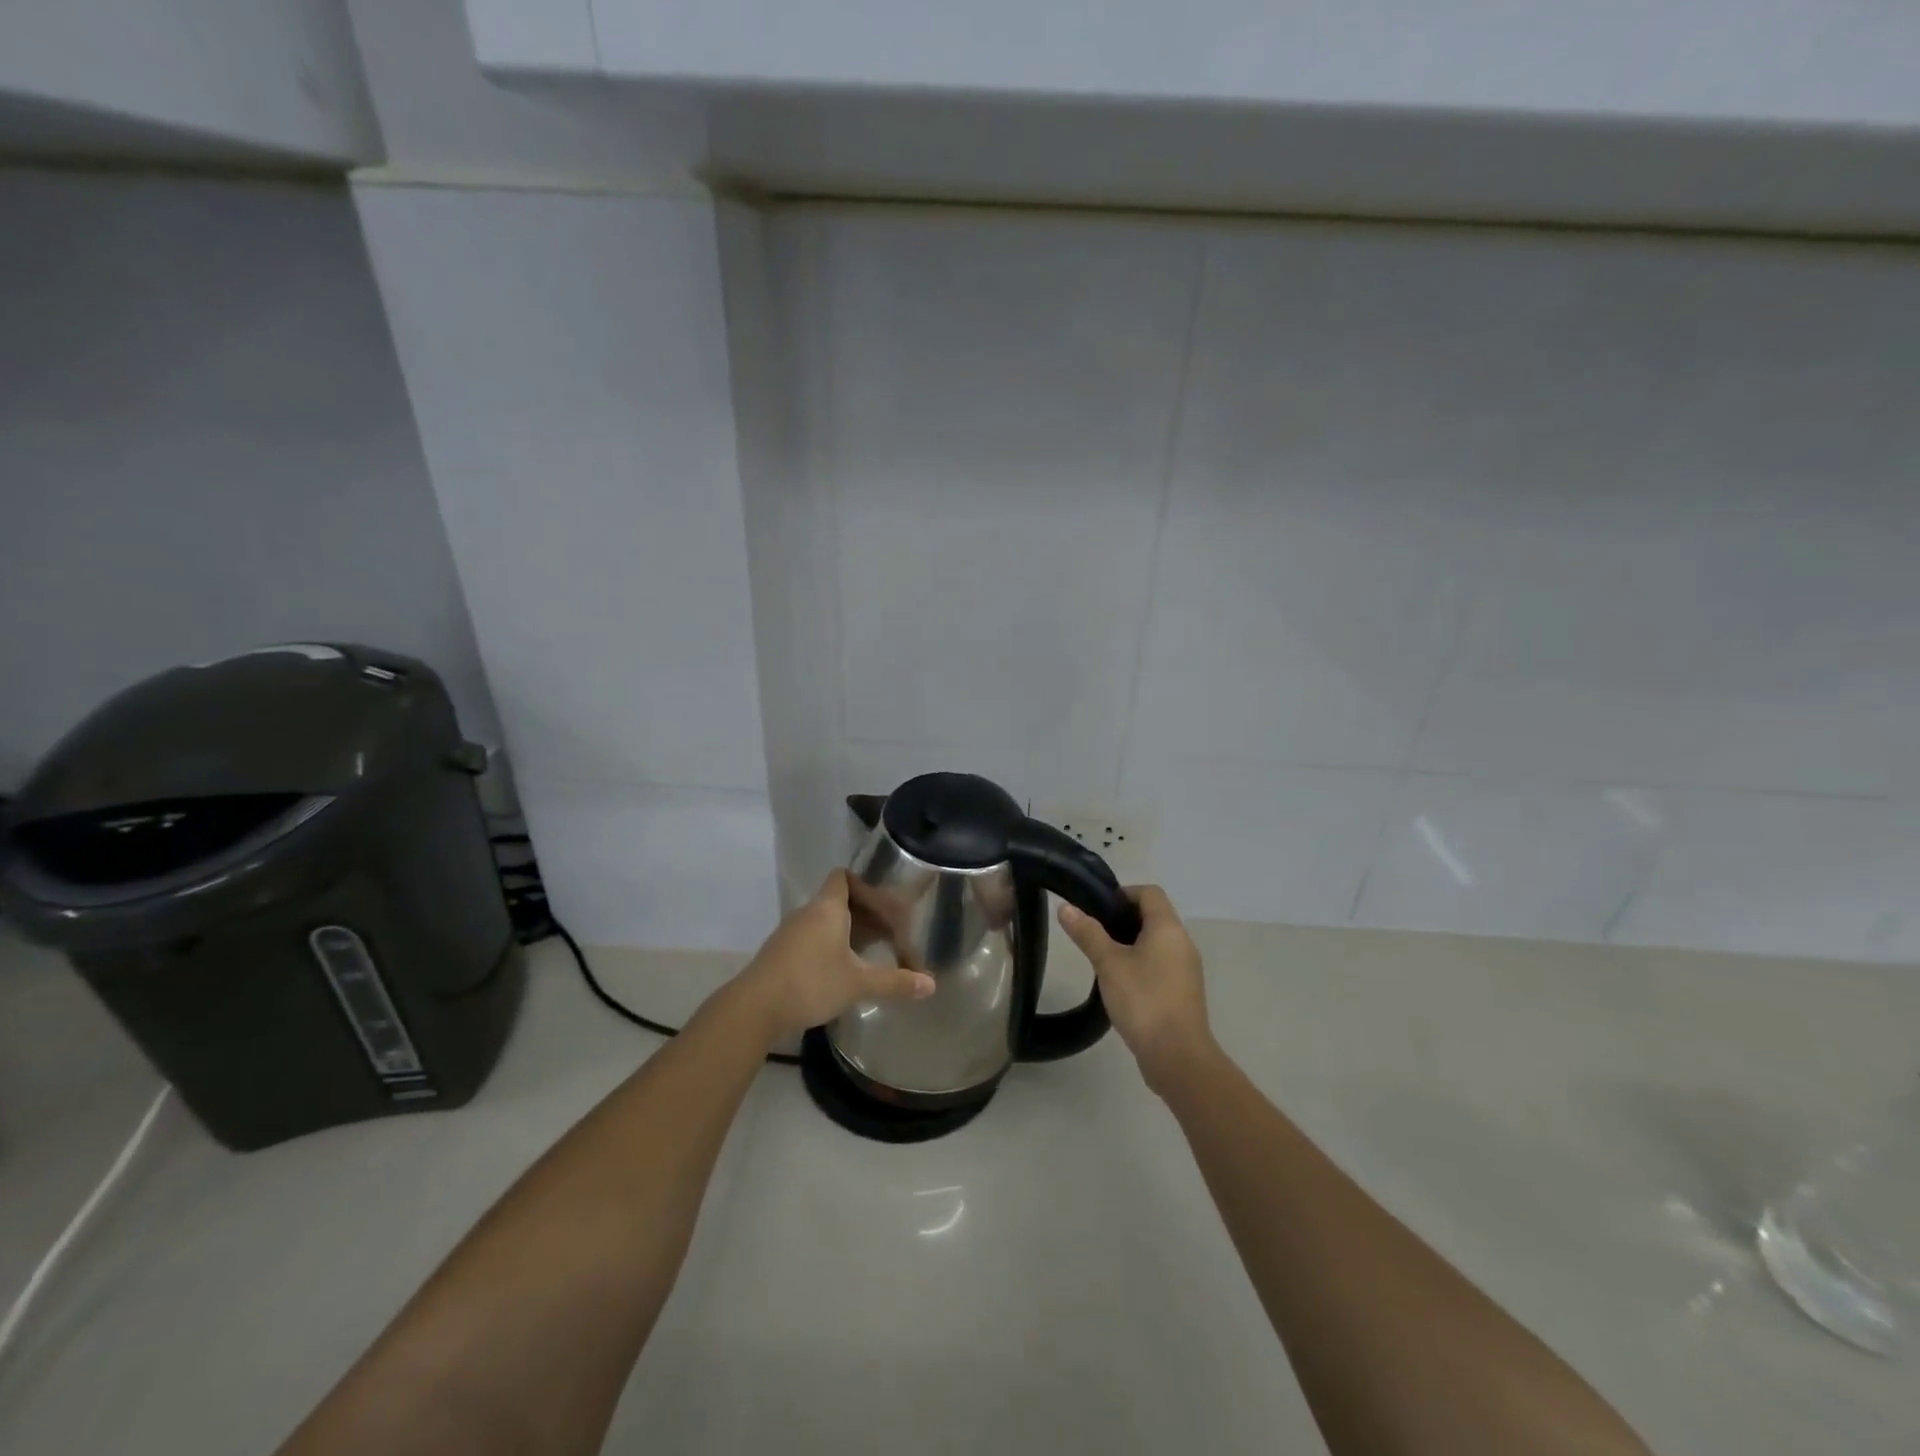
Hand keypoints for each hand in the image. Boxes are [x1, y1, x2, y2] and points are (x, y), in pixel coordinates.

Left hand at [734, 870, 934, 1042]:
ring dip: (848, 932)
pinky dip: (831, 946)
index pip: (844, 877)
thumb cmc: (811, 983)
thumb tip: (931, 985)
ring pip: (825, 921)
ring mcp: (791, 933)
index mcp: (827, 908)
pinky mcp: (781, 953)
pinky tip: (843, 970)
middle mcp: (808, 913)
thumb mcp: (858, 983)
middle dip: (865, 914)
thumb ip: (895, 982)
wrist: (754, 1008)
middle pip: (839, 900)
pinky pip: (813, 938)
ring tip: (871, 953)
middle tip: (889, 934)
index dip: (866, 886)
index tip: (886, 905)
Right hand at [1058, 885, 1215, 1095]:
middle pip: (1153, 916)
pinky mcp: (1183, 992)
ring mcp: (1186, 969)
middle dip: (1122, 919)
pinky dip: (1141, 964)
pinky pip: (1161, 964)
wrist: (1178, 1056)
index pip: (1150, 893)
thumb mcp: (1108, 963)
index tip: (1096, 908)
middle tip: (1093, 933)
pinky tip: (1120, 983)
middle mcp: (1183, 942)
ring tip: (1102, 958)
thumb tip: (1065, 907)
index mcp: (1168, 928)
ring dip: (1130, 943)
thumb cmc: (1143, 1000)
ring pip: (1157, 942)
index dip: (1123, 893)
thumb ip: (1087, 933)